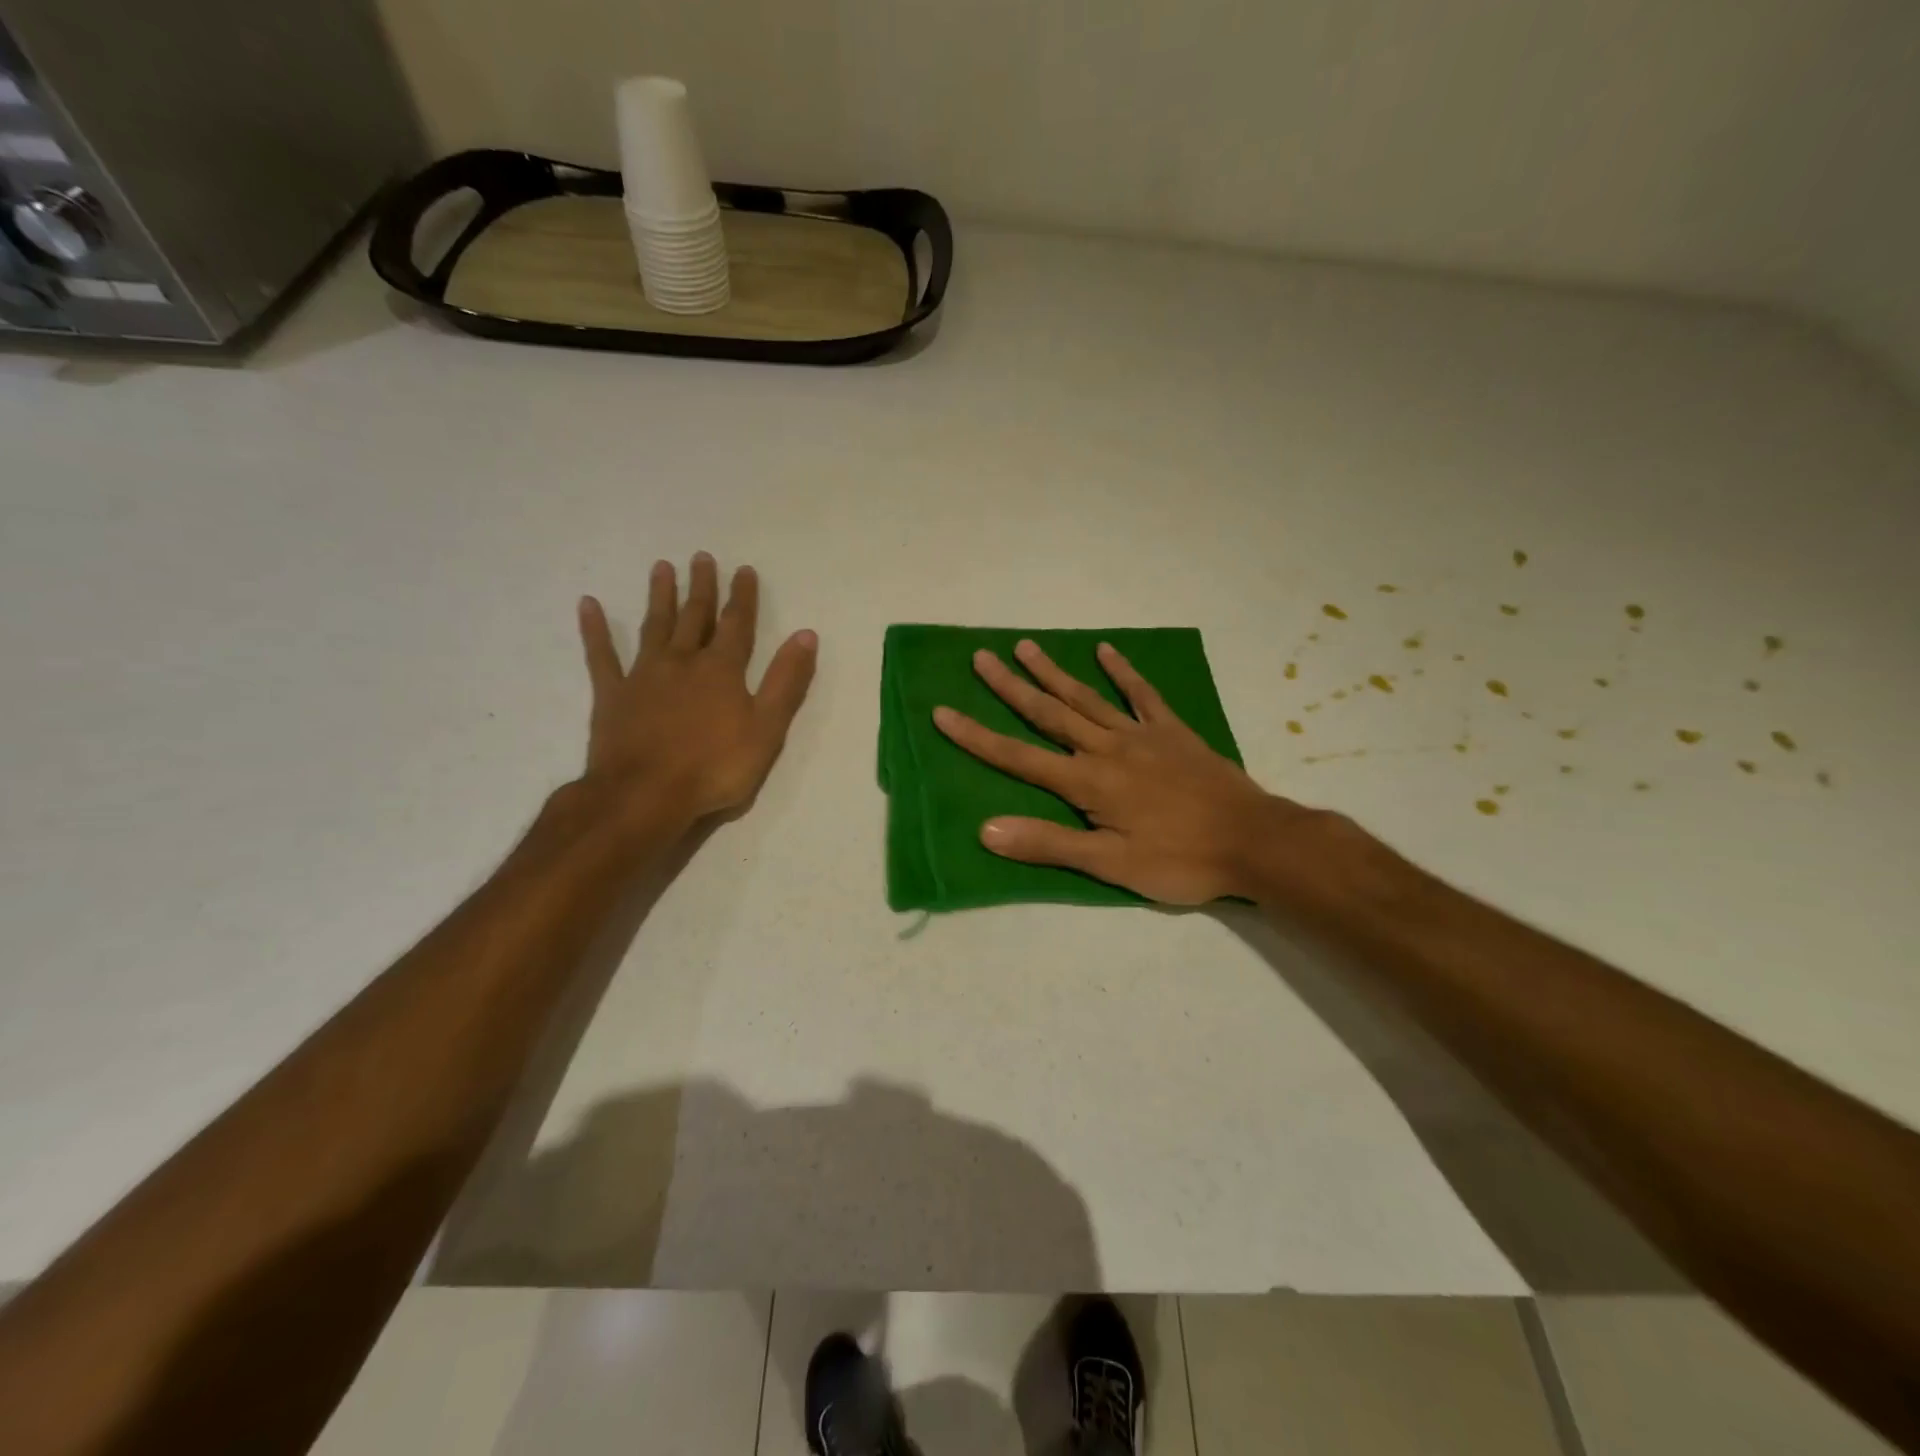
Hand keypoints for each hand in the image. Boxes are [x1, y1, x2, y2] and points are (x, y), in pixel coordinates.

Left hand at [576, 553, 816, 829]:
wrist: (645, 794)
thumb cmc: (715, 767)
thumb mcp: (767, 728)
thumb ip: (787, 681)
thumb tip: (806, 635)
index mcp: (722, 670)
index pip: (737, 625)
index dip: (743, 597)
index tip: (744, 570)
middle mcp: (683, 662)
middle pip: (695, 617)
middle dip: (702, 587)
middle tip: (701, 557)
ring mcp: (644, 676)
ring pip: (654, 627)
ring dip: (659, 596)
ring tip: (661, 568)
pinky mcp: (612, 695)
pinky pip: (601, 655)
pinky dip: (595, 630)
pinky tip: (588, 604)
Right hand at [934, 640, 1305, 904]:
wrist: (1253, 841)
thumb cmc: (1179, 860)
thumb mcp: (1110, 865)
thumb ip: (1049, 844)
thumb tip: (987, 829)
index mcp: (1087, 782)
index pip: (1018, 757)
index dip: (976, 736)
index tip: (942, 712)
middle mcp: (1106, 749)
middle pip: (1048, 713)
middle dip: (1010, 687)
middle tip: (980, 657)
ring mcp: (1141, 735)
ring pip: (1087, 697)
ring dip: (1053, 672)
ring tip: (1024, 646)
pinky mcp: (1172, 732)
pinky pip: (1143, 694)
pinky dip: (1123, 672)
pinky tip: (1106, 651)